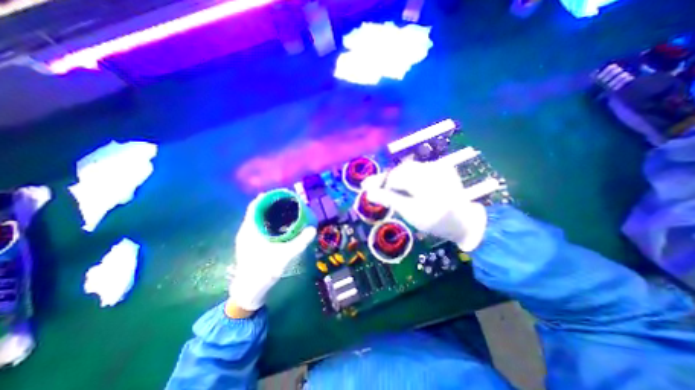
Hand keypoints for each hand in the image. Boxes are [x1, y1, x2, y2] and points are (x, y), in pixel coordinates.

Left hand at [227, 195, 316, 313]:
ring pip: (257, 219)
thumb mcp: (284, 256)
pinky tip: (278, 226)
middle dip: (272, 204)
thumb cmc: (264, 271)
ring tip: (285, 211)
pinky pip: (258, 226)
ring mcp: (246, 238)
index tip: (281, 194)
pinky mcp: (249, 244)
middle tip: (288, 202)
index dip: (267, 197)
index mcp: (250, 229)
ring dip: (270, 213)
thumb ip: (299, 242)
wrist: (249, 290)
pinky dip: (268, 222)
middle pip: (258, 210)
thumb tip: (313, 229)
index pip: (255, 206)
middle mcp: (246, 230)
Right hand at [362, 160, 483, 248]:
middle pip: (401, 170)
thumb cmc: (435, 220)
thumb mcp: (410, 212)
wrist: (464, 223)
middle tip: (376, 188)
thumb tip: (368, 192)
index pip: (394, 176)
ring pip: (409, 168)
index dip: (380, 182)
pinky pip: (419, 170)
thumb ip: (388, 199)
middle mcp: (431, 168)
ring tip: (390, 188)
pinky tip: (407, 186)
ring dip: (398, 178)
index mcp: (424, 179)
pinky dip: (409, 177)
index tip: (366, 187)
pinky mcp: (442, 169)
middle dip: (388, 179)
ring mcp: (438, 167)